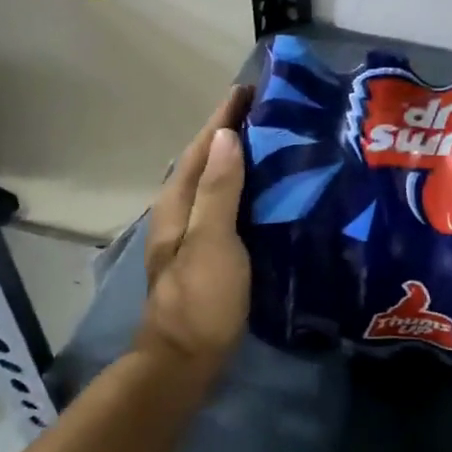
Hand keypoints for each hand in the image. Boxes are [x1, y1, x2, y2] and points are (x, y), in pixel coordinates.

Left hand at [133, 87, 252, 382]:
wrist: (183, 363)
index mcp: (177, 203)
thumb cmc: (200, 299)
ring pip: (217, 182)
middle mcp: (180, 211)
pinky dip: (245, 186)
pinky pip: (227, 204)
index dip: (223, 116)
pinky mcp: (209, 252)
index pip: (202, 146)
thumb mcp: (211, 241)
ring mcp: (193, 233)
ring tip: (274, 139)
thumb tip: (226, 135)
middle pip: (207, 160)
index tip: (248, 89)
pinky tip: (268, 190)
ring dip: (239, 157)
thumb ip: (219, 189)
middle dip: (232, 131)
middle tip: (270, 110)